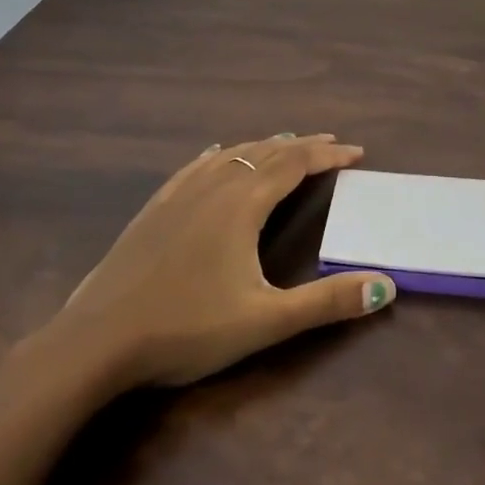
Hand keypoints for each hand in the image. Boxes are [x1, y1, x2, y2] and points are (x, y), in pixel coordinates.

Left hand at [42, 134, 395, 390]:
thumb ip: (326, 302)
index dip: (328, 155)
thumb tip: (385, 285)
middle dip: (302, 146)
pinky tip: (216, 153)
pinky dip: (219, 154)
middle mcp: (214, 186)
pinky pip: (195, 166)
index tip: (357, 152)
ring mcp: (179, 194)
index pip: (295, 164)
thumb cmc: (187, 329)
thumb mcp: (265, 321)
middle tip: (331, 144)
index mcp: (243, 204)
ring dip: (264, 146)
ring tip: (285, 143)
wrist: (98, 341)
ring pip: (231, 155)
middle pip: (266, 153)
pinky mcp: (154, 208)